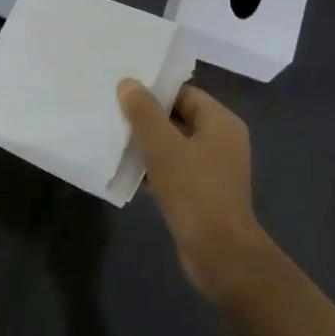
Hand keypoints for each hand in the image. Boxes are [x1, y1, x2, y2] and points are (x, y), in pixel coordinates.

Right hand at [118, 80, 275, 300]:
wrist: (219, 252)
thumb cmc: (194, 191)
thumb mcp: (163, 147)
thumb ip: (144, 113)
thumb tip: (129, 83)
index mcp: (221, 123)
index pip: (186, 93)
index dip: (155, 91)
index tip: (123, 92)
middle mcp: (222, 142)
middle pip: (180, 119)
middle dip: (147, 119)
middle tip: (112, 114)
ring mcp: (213, 170)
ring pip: (175, 147)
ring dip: (147, 146)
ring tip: (113, 140)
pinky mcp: (202, 194)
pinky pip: (175, 172)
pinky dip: (153, 170)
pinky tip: (126, 173)